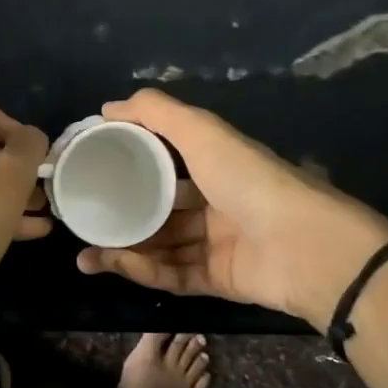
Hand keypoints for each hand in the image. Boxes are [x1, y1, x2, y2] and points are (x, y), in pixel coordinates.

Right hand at [75, 89, 387, 329]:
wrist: (306, 246)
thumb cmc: (250, 180)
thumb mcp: (202, 133)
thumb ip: (157, 113)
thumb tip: (108, 106)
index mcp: (215, 167)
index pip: (165, 164)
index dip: (130, 166)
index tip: (92, 170)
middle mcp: (215, 204)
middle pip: (158, 212)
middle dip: (119, 217)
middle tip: (81, 222)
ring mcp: (217, 245)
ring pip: (160, 247)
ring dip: (122, 250)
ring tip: (85, 254)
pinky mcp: (217, 281)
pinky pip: (172, 275)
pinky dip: (142, 271)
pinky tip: (112, 265)